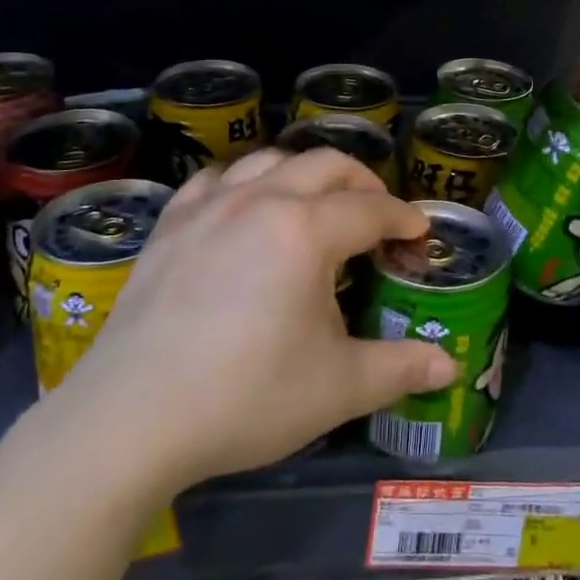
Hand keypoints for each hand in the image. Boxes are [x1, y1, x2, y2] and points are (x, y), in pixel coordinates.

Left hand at [42, 149, 456, 495]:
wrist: (131, 418)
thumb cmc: (246, 397)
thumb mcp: (337, 388)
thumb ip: (399, 369)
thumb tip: (449, 368)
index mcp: (307, 231)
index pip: (371, 209)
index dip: (403, 219)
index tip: (419, 233)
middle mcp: (261, 200)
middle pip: (326, 166)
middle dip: (363, 183)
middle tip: (378, 216)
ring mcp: (210, 206)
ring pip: (270, 160)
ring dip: (304, 173)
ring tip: (316, 204)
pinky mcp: (171, 223)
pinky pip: (216, 178)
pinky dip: (243, 182)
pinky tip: (244, 206)